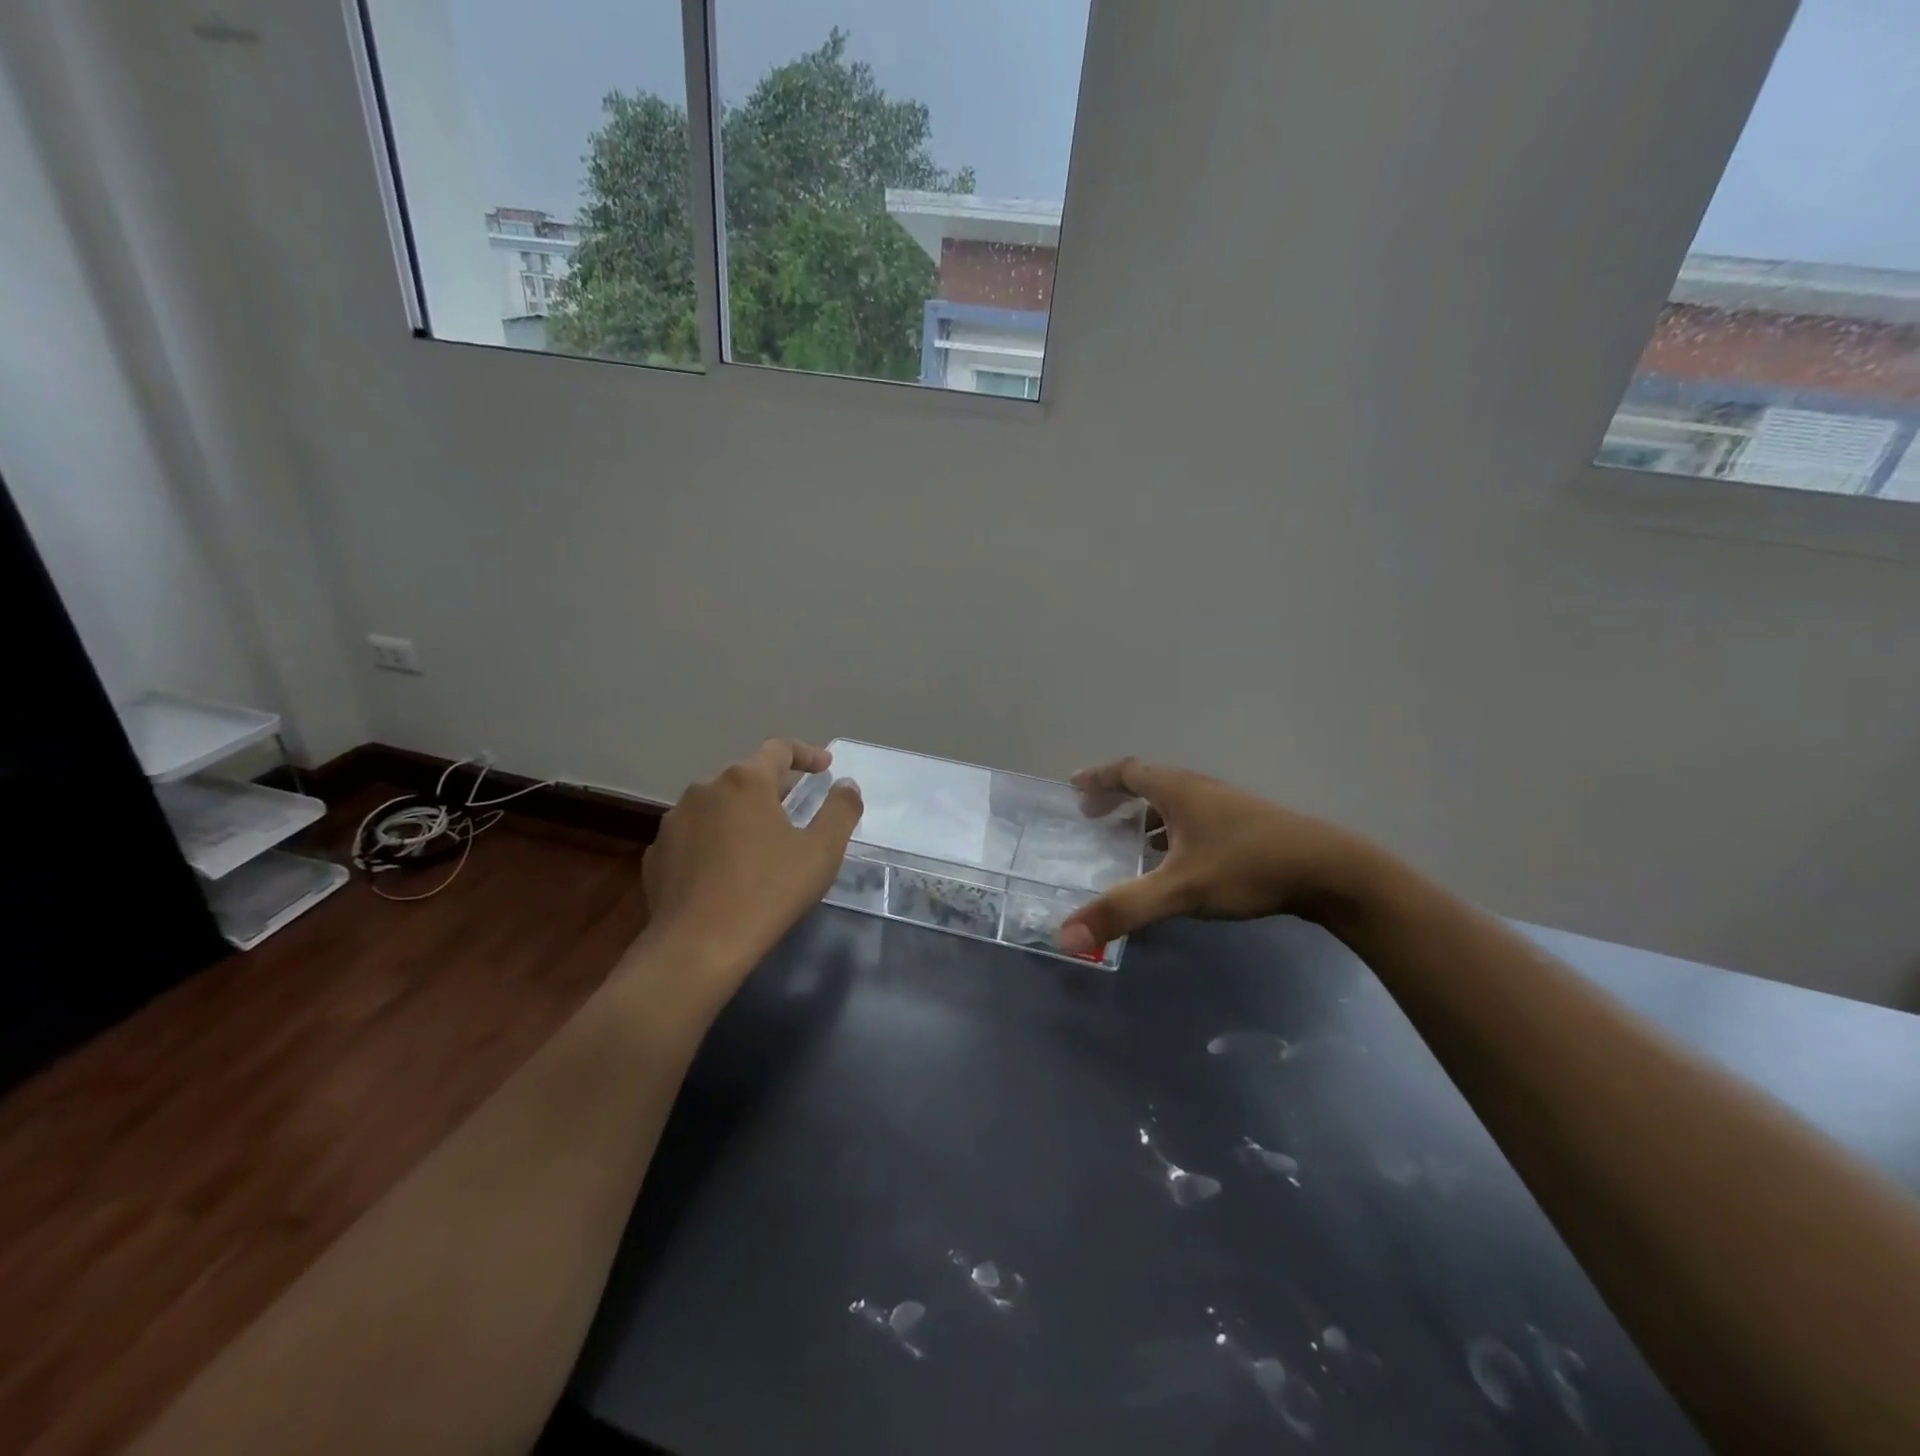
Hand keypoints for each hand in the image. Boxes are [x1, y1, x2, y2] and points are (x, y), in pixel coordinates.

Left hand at [640, 738, 863, 990]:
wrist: (698, 946)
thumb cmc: (769, 890)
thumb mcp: (822, 851)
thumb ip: (841, 810)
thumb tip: (846, 785)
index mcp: (745, 781)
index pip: (779, 749)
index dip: (807, 754)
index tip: (825, 767)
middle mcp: (704, 789)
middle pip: (746, 777)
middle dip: (774, 788)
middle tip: (797, 810)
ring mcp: (674, 821)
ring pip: (716, 806)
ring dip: (740, 815)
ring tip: (759, 844)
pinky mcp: (657, 855)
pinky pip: (693, 837)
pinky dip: (713, 843)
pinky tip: (725, 872)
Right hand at [1059, 758, 1375, 954]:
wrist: (1330, 871)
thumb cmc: (1248, 867)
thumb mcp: (1180, 890)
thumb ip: (1124, 910)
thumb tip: (1065, 936)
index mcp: (1179, 790)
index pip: (1127, 771)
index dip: (1098, 778)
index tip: (1073, 786)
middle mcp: (1200, 790)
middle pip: (1149, 782)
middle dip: (1117, 795)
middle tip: (1092, 814)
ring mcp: (1226, 807)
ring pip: (1173, 803)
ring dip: (1144, 815)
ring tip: (1125, 839)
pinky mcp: (1244, 827)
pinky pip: (1192, 819)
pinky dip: (1169, 831)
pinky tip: (1173, 861)